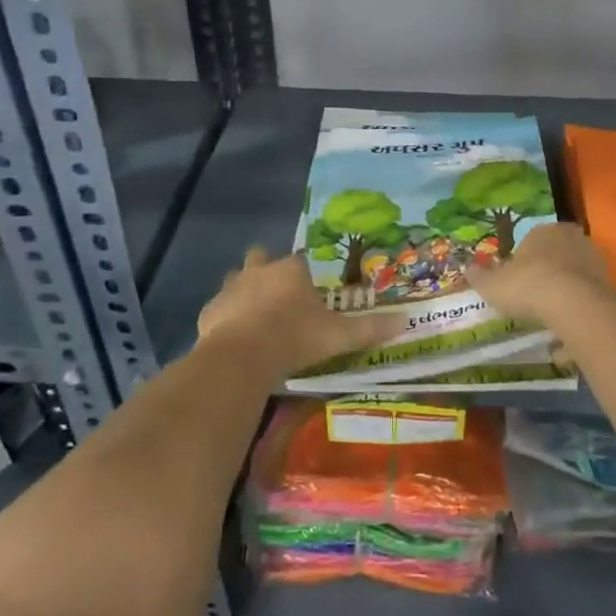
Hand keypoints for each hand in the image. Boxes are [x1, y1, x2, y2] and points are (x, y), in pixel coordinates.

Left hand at [197, 247, 403, 381]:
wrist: (242, 358)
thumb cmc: (294, 338)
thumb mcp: (339, 336)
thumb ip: (370, 328)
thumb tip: (406, 322)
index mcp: (291, 270)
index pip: (300, 259)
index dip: (306, 272)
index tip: (312, 290)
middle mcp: (259, 271)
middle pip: (261, 257)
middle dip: (267, 268)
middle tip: (279, 295)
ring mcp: (231, 289)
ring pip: (236, 279)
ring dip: (244, 291)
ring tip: (256, 316)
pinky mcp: (209, 311)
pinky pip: (218, 309)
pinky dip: (225, 318)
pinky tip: (234, 338)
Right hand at [471, 221, 610, 322]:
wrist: (572, 304)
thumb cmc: (527, 285)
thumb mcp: (493, 284)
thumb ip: (480, 276)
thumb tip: (468, 268)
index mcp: (544, 231)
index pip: (532, 241)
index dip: (523, 261)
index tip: (517, 281)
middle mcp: (573, 239)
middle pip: (557, 257)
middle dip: (547, 275)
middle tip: (534, 299)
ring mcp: (595, 261)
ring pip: (576, 278)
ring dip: (566, 295)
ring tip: (551, 322)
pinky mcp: (609, 284)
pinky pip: (588, 299)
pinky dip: (579, 314)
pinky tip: (568, 337)